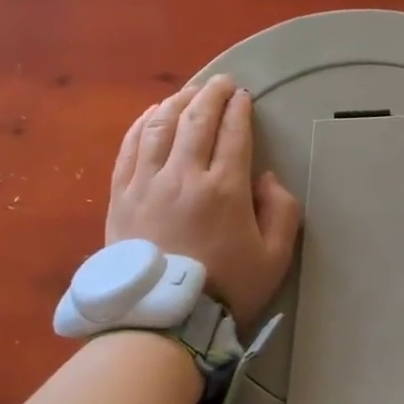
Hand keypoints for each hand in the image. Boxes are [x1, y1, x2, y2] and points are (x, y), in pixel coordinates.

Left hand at [107, 74, 302, 331]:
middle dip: (211, 93)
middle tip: (221, 82)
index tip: (244, 96)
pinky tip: (152, 114)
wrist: (164, 320)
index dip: (239, 108)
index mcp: (225, 189)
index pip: (233, 132)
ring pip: (160, 126)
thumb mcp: (275, 257)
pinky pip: (129, 148)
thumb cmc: (226, 289)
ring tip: (189, 92)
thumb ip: (281, 211)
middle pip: (196, 119)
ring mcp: (147, 183)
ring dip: (177, 101)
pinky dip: (142, 124)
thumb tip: (264, 177)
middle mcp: (184, 176)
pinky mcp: (121, 195)